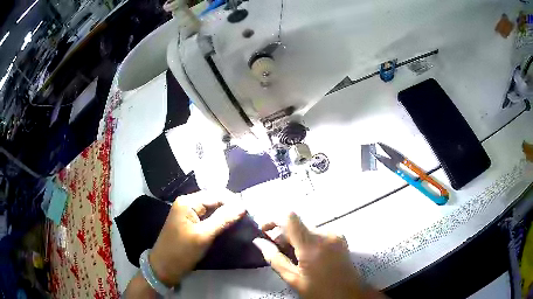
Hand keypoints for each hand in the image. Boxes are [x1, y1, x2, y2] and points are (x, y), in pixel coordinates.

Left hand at [149, 191, 245, 286]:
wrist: (164, 268)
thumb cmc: (181, 251)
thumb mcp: (203, 236)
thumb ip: (223, 219)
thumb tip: (243, 206)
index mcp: (188, 202)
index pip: (216, 194)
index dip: (234, 202)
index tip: (250, 213)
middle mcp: (188, 203)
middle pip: (214, 200)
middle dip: (231, 208)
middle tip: (248, 219)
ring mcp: (188, 214)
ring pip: (212, 209)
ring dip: (226, 215)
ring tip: (242, 223)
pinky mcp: (191, 224)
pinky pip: (208, 218)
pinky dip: (219, 221)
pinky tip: (229, 227)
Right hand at [253, 213, 383, 298]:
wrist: (348, 294)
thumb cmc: (319, 290)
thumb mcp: (293, 278)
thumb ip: (274, 258)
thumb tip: (259, 242)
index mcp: (312, 244)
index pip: (289, 217)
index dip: (273, 220)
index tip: (265, 231)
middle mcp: (325, 233)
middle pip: (297, 224)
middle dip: (283, 234)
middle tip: (276, 249)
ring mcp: (335, 234)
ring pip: (307, 228)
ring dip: (295, 238)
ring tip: (292, 255)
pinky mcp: (340, 237)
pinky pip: (318, 233)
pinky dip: (307, 239)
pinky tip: (306, 255)